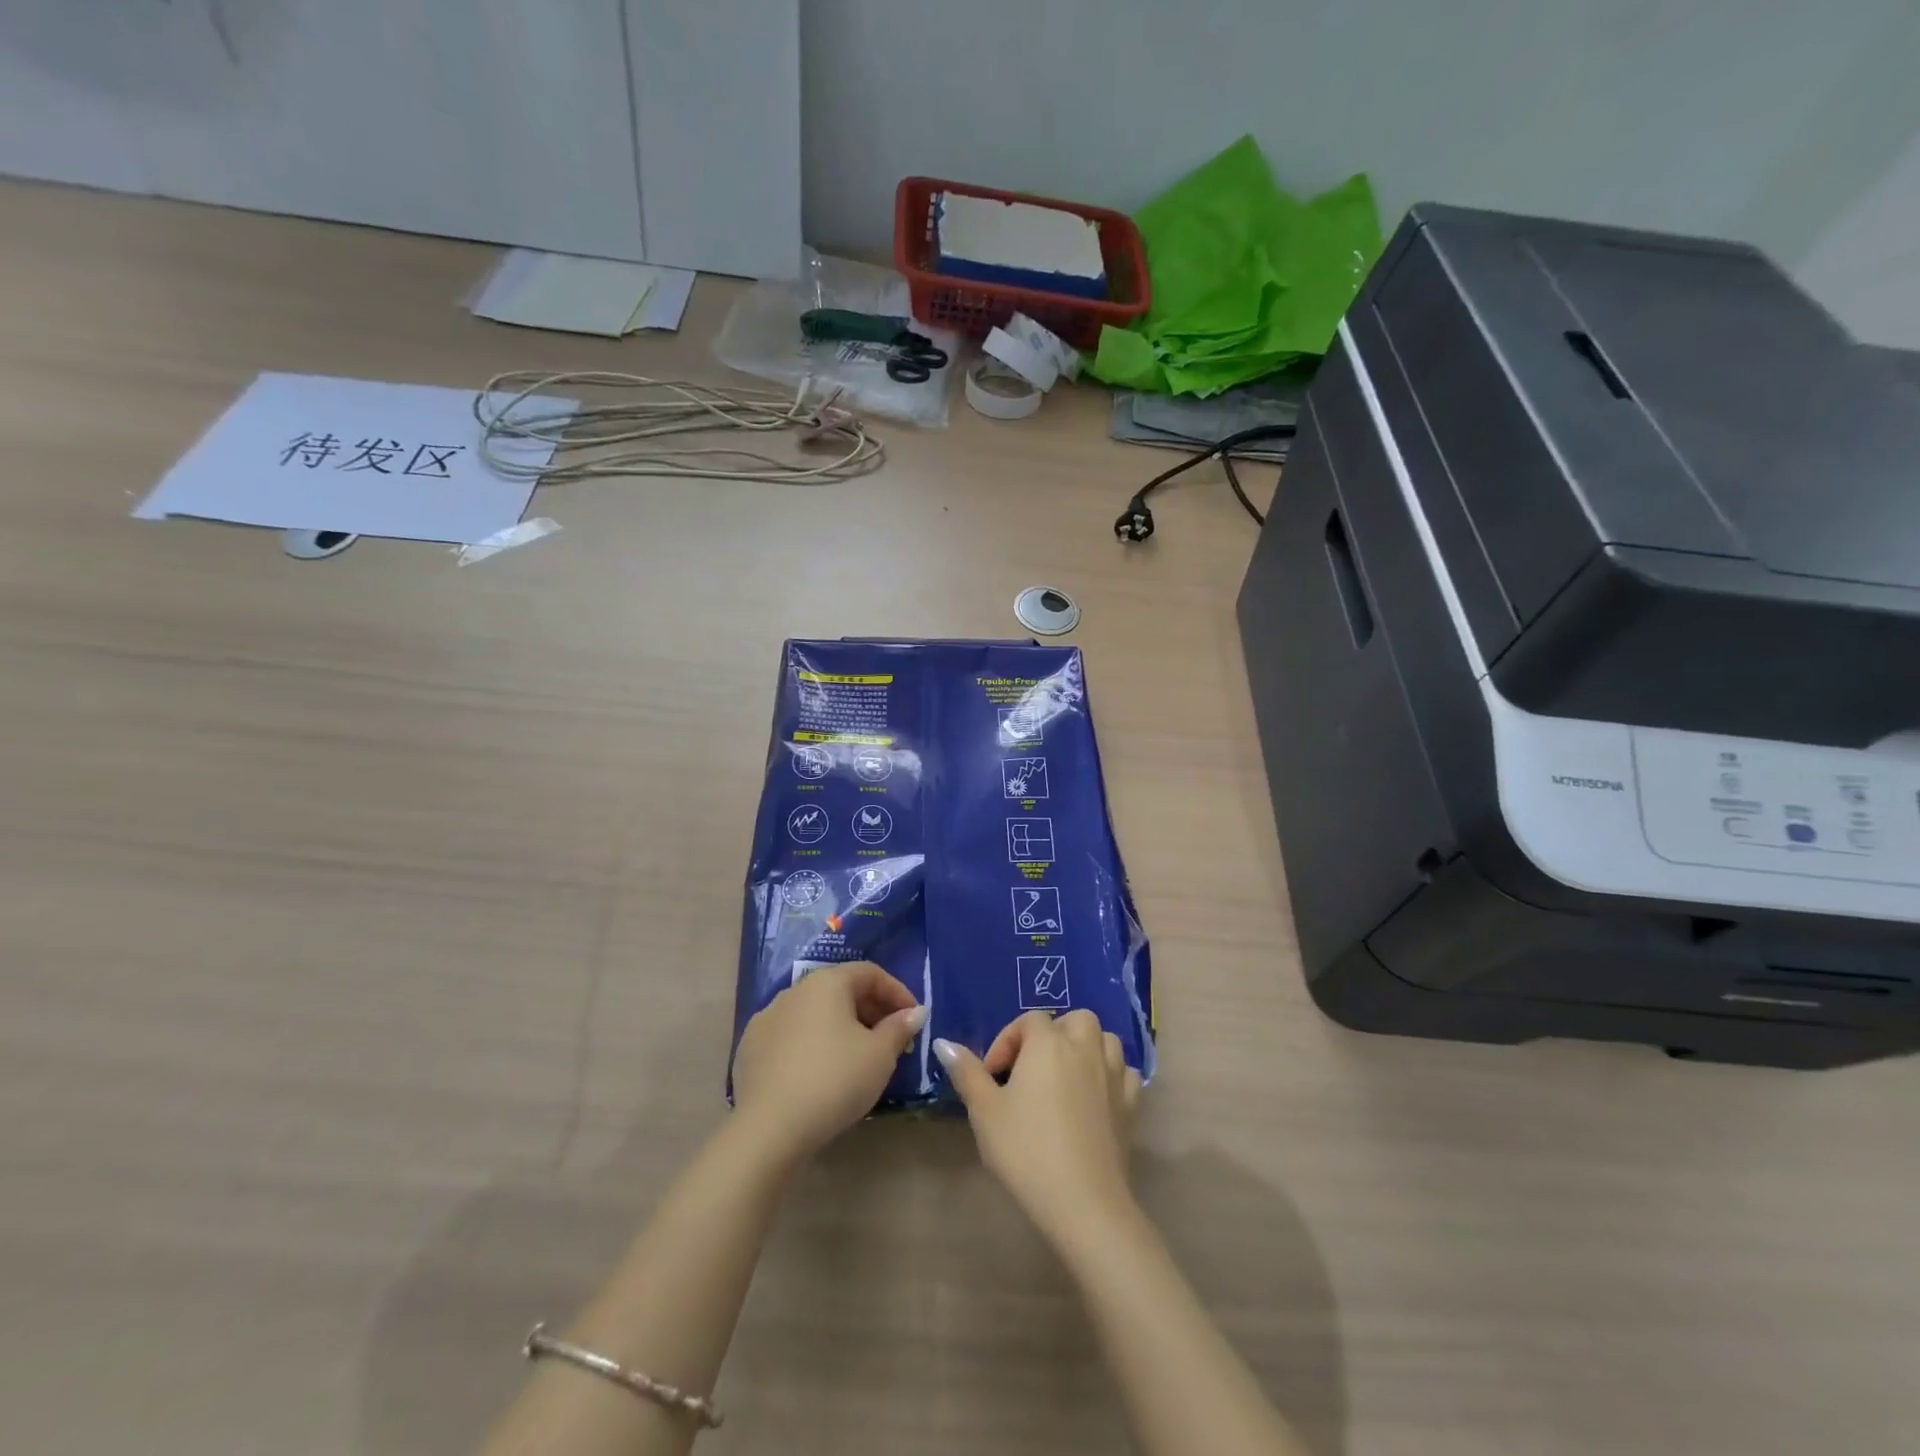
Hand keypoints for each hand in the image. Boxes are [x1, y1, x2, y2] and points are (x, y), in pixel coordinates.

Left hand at [731, 961, 924, 1163]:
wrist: (769, 1128)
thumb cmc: (835, 1080)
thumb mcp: (879, 1055)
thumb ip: (899, 1028)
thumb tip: (915, 1013)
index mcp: (826, 983)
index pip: (870, 973)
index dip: (897, 992)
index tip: (914, 1018)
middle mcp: (794, 991)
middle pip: (841, 990)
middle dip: (871, 1010)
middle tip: (892, 1039)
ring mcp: (767, 1018)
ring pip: (815, 1013)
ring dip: (842, 1027)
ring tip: (859, 1056)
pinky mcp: (750, 1048)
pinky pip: (792, 1036)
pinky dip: (814, 1044)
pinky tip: (822, 1071)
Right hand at [934, 1010, 1142, 1246]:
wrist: (1083, 1203)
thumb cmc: (1026, 1150)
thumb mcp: (985, 1112)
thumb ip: (966, 1072)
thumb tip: (944, 1043)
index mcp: (1048, 1043)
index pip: (1028, 1021)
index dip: (1007, 1042)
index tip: (993, 1077)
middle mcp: (1084, 1048)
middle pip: (1074, 1020)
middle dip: (1053, 1035)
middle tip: (1032, 1069)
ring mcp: (1113, 1075)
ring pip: (1104, 1039)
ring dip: (1085, 1048)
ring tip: (1064, 1077)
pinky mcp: (1131, 1104)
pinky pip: (1123, 1071)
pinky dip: (1109, 1074)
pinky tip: (1094, 1096)